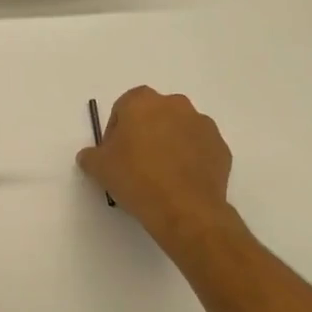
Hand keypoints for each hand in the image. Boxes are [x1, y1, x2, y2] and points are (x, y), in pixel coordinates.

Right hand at [77, 86, 233, 248]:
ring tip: (161, 175)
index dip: (116, 130)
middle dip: (145, 133)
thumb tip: (90, 156)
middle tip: (137, 163)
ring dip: (170, 144)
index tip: (115, 154)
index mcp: (142, 101)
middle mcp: (175, 104)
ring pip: (179, 129)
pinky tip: (181, 182)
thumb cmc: (136, 179)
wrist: (185, 209)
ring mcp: (202, 124)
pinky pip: (199, 148)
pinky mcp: (220, 147)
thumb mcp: (99, 168)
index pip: (123, 108)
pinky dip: (191, 159)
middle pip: (153, 114)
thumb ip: (91, 155)